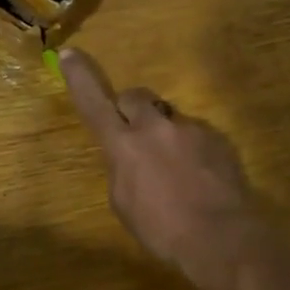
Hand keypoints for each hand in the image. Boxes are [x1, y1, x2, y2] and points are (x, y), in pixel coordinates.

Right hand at [59, 48, 280, 289]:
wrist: (221, 236)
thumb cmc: (163, 230)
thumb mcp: (124, 203)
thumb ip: (122, 168)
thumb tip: (129, 156)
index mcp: (123, 145)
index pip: (94, 103)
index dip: (79, 78)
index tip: (69, 53)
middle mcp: (154, 127)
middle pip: (134, 97)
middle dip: (131, 110)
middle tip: (137, 137)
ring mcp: (189, 128)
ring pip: (168, 117)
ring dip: (165, 133)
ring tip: (178, 169)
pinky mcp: (217, 136)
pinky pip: (195, 133)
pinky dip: (192, 148)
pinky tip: (200, 176)